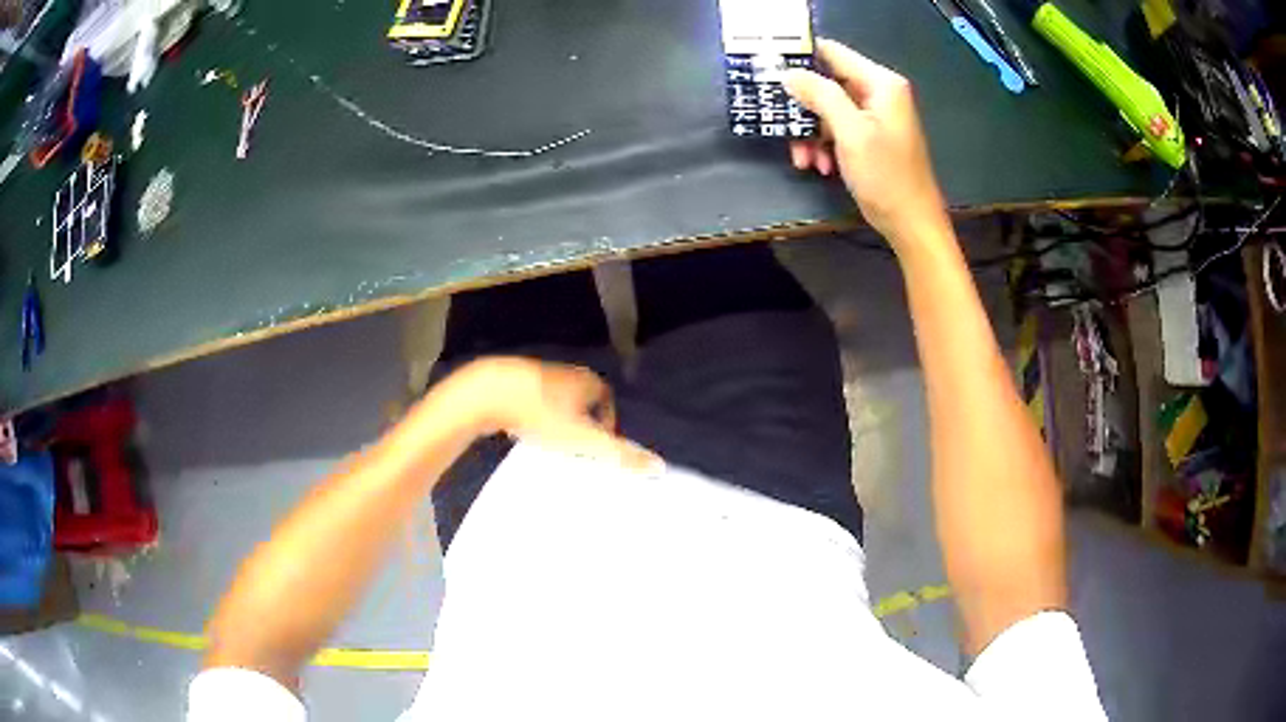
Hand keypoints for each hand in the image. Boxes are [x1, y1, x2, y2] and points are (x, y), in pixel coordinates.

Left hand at [434, 357, 661, 471]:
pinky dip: (532, 414)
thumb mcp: (584, 440)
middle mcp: (566, 372)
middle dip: (581, 423)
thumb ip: (621, 455)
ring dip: (556, 419)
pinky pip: (530, 399)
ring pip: (555, 399)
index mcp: (588, 381)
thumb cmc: (541, 414)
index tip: (597, 449)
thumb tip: (660, 467)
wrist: (487, 393)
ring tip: (548, 444)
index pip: (608, 400)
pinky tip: (521, 430)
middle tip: (574, 449)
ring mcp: (536, 373)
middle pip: (582, 400)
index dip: (607, 424)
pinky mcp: (510, 378)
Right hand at [784, 39, 949, 245]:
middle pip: (827, 83)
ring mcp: (875, 116)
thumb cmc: (886, 176)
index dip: (800, 59)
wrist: (911, 224)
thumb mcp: (850, 131)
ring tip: (803, 158)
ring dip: (811, 132)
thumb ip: (820, 95)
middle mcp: (879, 93)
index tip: (769, 73)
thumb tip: (788, 73)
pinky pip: (838, 129)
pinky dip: (825, 145)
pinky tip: (820, 166)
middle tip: (782, 125)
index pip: (832, 52)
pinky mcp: (871, 137)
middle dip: (804, 107)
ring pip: (828, 109)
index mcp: (881, 83)